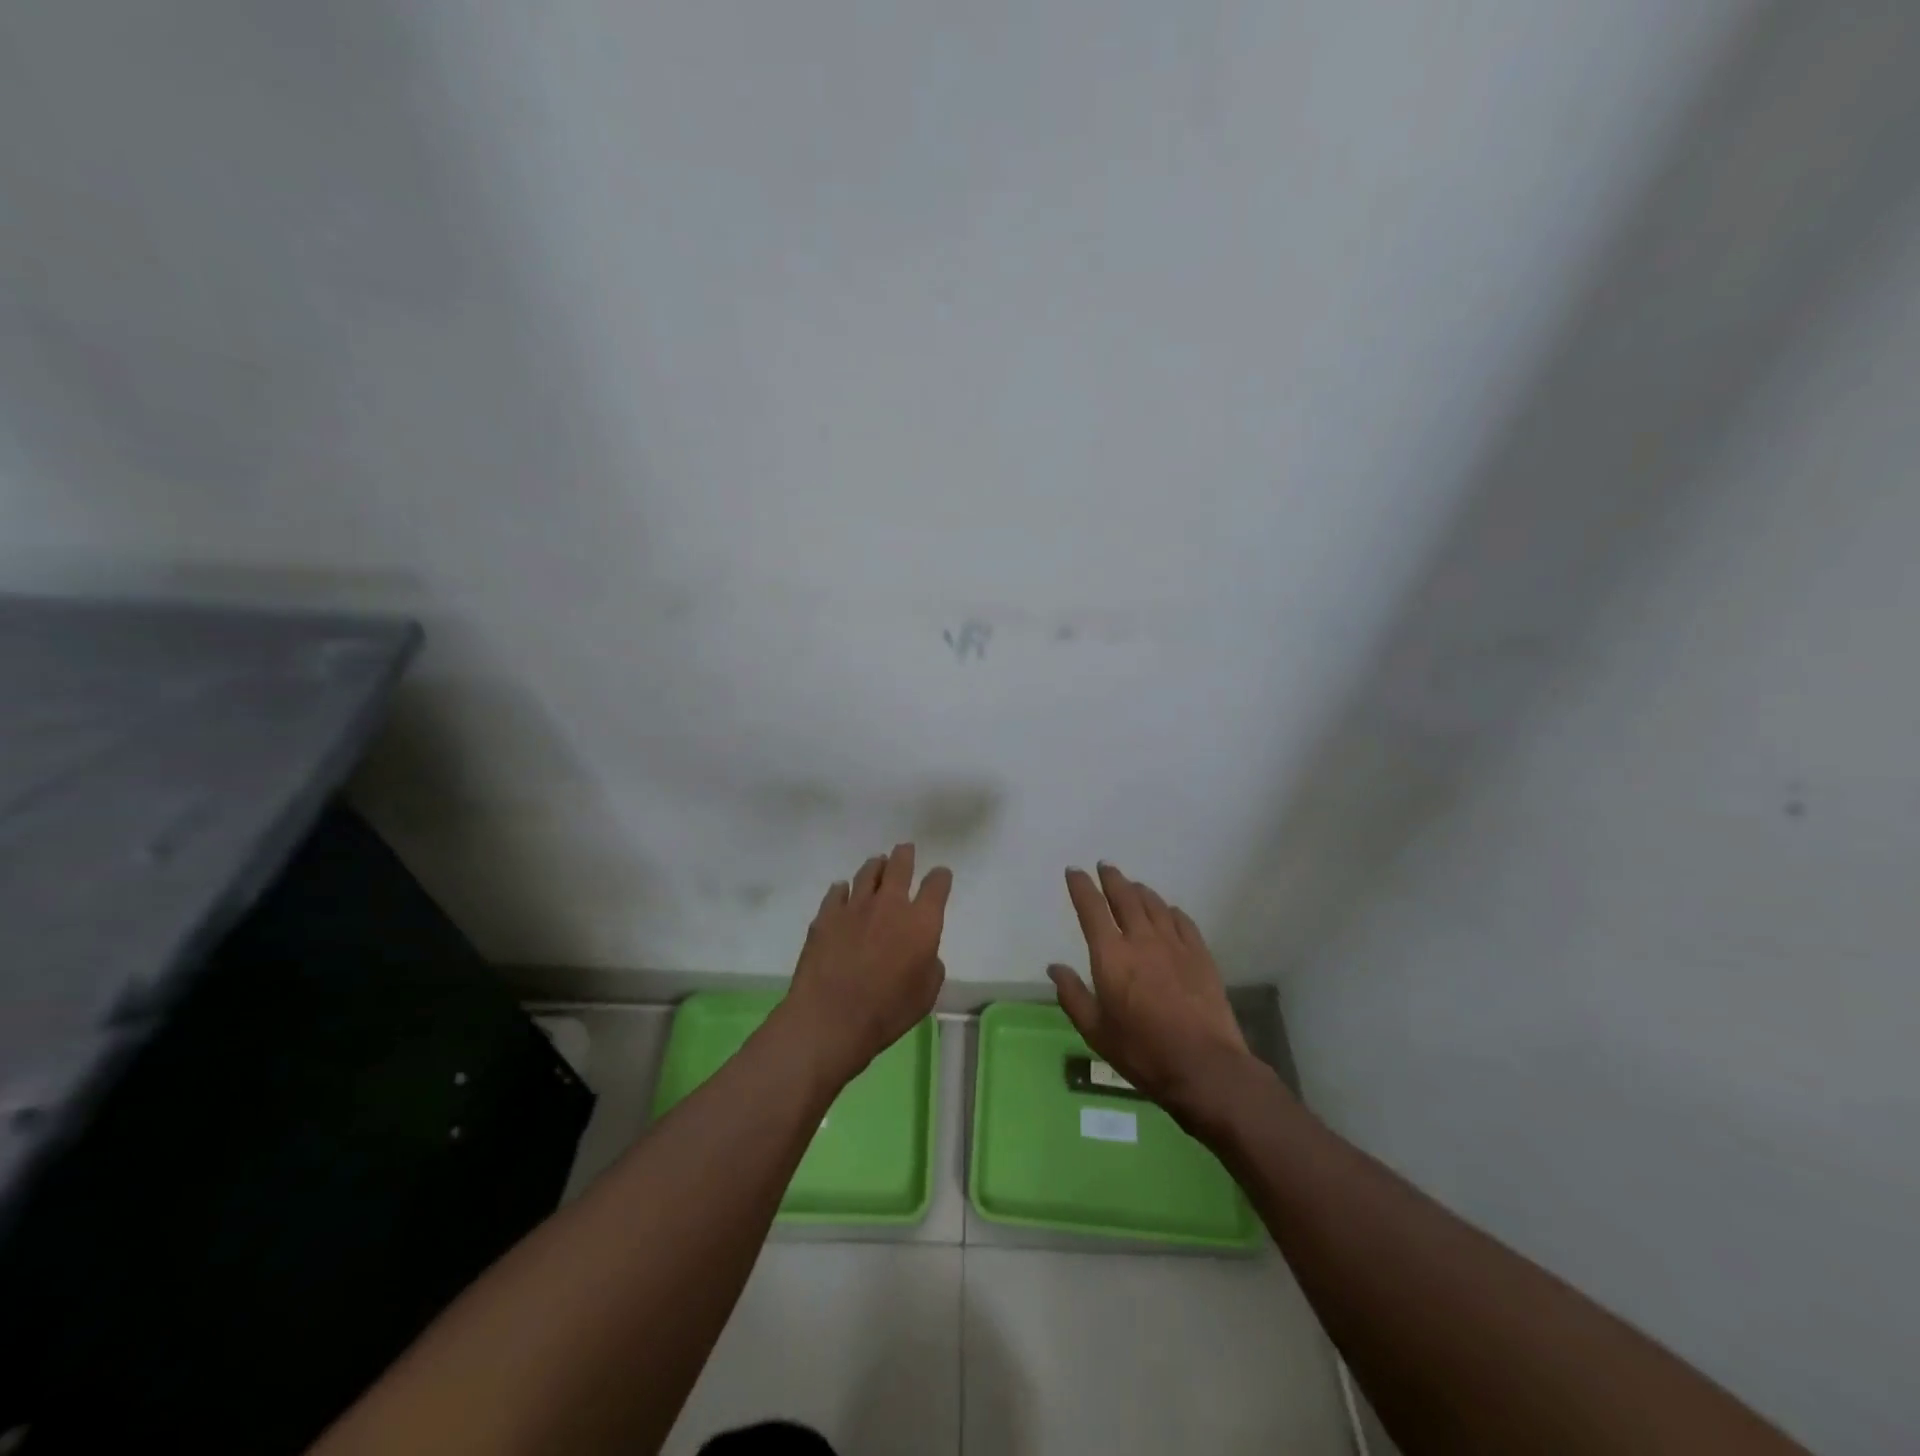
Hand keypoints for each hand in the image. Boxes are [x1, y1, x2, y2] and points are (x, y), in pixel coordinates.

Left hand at [778, 843, 951, 1087]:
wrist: (830, 1018)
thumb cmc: (887, 1012)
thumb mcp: (926, 994)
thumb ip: (930, 965)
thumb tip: (923, 951)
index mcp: (921, 922)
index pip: (937, 885)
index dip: (940, 877)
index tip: (940, 876)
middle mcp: (889, 904)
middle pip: (900, 865)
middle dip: (905, 856)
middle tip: (905, 850)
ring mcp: (854, 906)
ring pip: (867, 872)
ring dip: (876, 866)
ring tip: (877, 865)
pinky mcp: (826, 916)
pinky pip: (837, 891)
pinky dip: (844, 890)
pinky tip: (843, 892)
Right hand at [1048, 863, 1257, 1126]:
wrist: (1204, 1066)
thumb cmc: (1142, 1052)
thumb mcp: (1095, 1031)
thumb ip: (1072, 996)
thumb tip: (1055, 967)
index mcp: (1110, 956)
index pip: (1091, 909)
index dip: (1081, 887)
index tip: (1074, 872)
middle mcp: (1141, 940)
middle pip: (1125, 897)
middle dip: (1111, 879)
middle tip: (1104, 867)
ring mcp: (1174, 944)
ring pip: (1154, 904)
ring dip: (1139, 890)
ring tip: (1132, 886)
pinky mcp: (1200, 954)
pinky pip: (1182, 920)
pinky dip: (1169, 910)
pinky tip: (1167, 911)